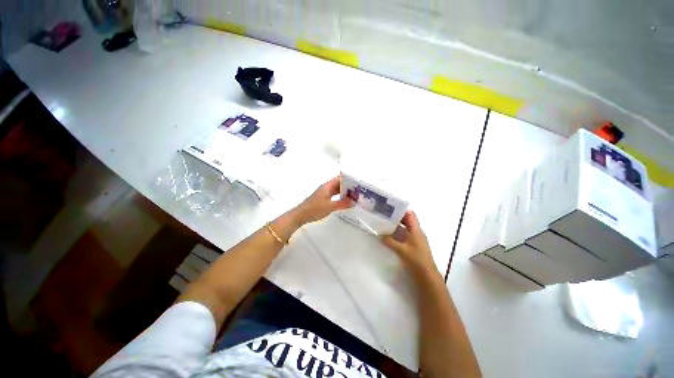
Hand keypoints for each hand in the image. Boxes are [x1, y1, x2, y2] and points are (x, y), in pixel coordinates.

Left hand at [291, 176, 352, 226]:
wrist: (301, 215)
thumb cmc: (314, 208)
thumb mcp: (330, 206)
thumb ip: (342, 203)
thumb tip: (354, 201)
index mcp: (327, 186)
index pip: (339, 178)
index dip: (348, 179)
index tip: (357, 182)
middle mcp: (326, 188)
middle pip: (339, 184)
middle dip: (348, 186)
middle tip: (359, 191)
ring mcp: (325, 194)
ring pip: (337, 191)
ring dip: (345, 193)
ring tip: (355, 196)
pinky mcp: (324, 200)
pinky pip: (334, 196)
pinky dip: (340, 198)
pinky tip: (346, 202)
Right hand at [382, 210, 435, 273]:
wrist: (427, 275)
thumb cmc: (417, 260)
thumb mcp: (402, 250)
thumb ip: (390, 241)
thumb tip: (380, 234)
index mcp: (416, 230)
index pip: (410, 215)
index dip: (401, 210)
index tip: (390, 208)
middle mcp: (416, 232)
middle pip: (406, 220)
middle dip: (396, 217)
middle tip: (384, 216)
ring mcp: (415, 239)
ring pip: (404, 228)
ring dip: (395, 226)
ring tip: (383, 224)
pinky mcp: (412, 246)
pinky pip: (404, 236)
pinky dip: (396, 234)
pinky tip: (388, 236)